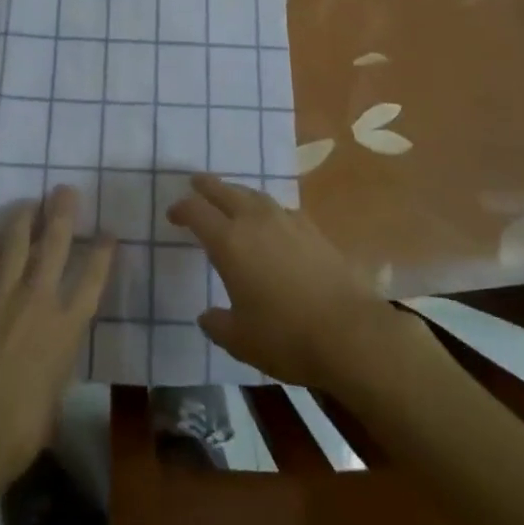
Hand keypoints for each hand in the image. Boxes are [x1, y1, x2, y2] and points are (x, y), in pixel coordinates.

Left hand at [0, 186, 112, 484]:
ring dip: (23, 219)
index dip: (102, 251)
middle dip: (63, 212)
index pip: (92, 277)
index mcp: (66, 327)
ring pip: (14, 243)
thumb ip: (58, 357)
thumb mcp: (57, 391)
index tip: (108, 232)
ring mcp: (0, 297)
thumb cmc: (22, 429)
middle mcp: (38, 301)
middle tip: (65, 189)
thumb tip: (53, 345)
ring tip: (28, 203)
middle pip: (54, 244)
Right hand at [167, 174, 403, 387]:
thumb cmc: (286, 337)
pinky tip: (270, 223)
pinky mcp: (313, 230)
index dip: (181, 209)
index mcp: (229, 242)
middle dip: (207, 186)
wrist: (351, 333)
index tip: (173, 214)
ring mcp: (287, 221)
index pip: (197, 212)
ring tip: (231, 198)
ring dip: (237, 193)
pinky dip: (266, 209)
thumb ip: (217, 324)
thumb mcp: (240, 340)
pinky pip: (280, 209)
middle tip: (195, 183)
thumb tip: (206, 315)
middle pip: (225, 191)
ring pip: (254, 195)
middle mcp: (255, 221)